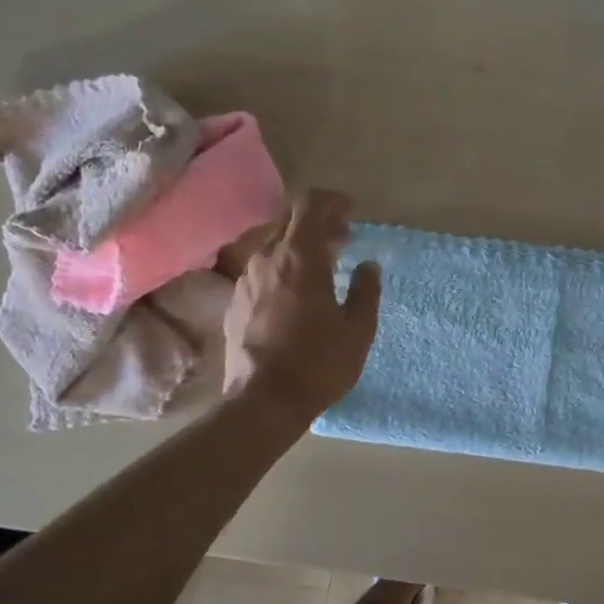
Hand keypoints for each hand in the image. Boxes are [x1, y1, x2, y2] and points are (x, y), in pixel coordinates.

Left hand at [222, 190, 380, 418]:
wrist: (263, 402)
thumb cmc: (318, 362)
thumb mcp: (358, 328)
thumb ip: (365, 290)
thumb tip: (368, 266)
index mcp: (300, 257)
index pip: (310, 204)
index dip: (332, 201)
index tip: (350, 212)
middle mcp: (267, 259)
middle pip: (289, 221)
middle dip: (318, 224)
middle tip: (343, 241)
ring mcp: (245, 281)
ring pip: (272, 246)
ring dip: (298, 247)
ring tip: (322, 269)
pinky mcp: (234, 304)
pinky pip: (260, 271)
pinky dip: (281, 270)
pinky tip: (295, 295)